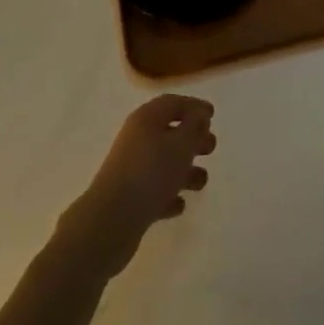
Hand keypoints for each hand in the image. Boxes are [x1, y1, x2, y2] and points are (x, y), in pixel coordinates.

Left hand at [58, 95, 215, 278]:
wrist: (111, 222)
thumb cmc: (151, 173)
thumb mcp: (181, 144)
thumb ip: (195, 126)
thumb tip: (200, 115)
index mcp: (146, 118)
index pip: (173, 103)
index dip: (194, 106)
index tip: (212, 115)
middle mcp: (137, 139)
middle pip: (169, 131)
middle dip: (192, 138)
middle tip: (211, 147)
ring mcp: (131, 169)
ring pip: (163, 163)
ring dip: (184, 170)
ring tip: (201, 181)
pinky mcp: (129, 198)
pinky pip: (154, 190)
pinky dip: (169, 194)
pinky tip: (180, 205)